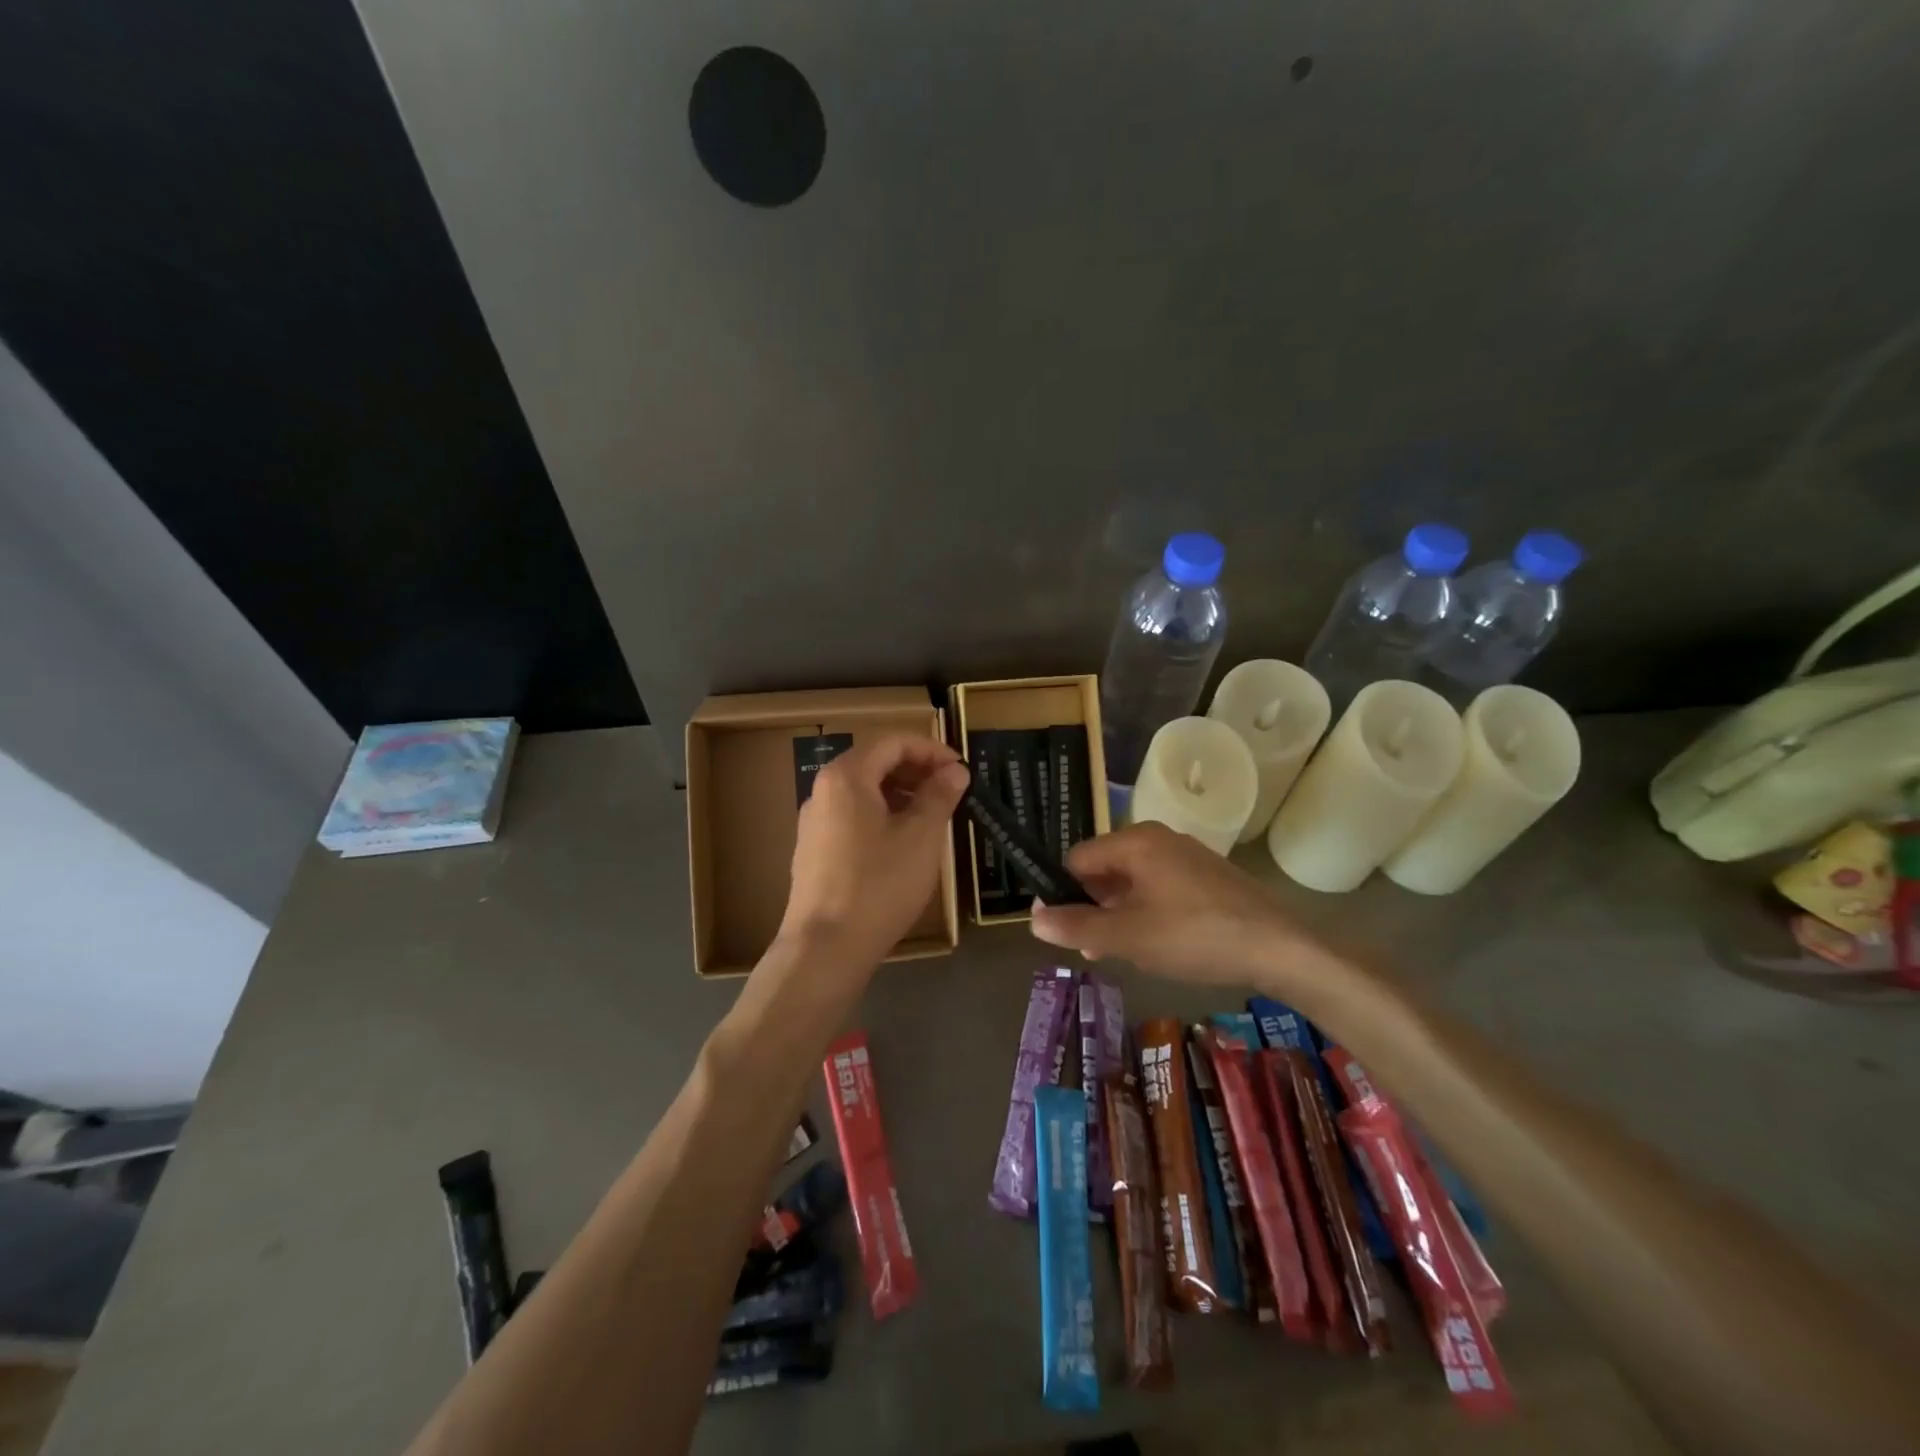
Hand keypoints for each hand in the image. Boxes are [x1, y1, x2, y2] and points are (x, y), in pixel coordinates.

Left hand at [779, 735, 968, 970]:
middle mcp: (822, 791)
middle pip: (874, 762)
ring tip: (933, 816)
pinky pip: (852, 817)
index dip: (931, 749)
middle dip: (916, 770)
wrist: (825, 949)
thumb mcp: (921, 837)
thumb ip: (940, 795)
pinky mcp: (814, 851)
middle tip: (951, 790)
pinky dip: (882, 816)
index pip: (892, 741)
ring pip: (863, 792)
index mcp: (846, 777)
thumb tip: (955, 770)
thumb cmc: (878, 884)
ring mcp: (814, 823)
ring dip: (901, 794)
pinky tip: (903, 844)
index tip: (961, 770)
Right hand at [1030, 822, 1340, 993]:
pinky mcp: (1206, 876)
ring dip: (1117, 914)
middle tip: (1089, 948)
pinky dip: (1146, 911)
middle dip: (1091, 907)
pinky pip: (1160, 887)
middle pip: (1105, 868)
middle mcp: (1159, 838)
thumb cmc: (1194, 936)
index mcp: (1136, 841)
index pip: (1077, 858)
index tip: (1059, 929)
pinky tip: (1154, 944)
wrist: (1279, 948)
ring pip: (1133, 880)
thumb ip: (1077, 927)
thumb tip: (1033, 917)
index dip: (1061, 893)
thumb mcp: (1128, 937)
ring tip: (1118, 952)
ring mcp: (1186, 855)